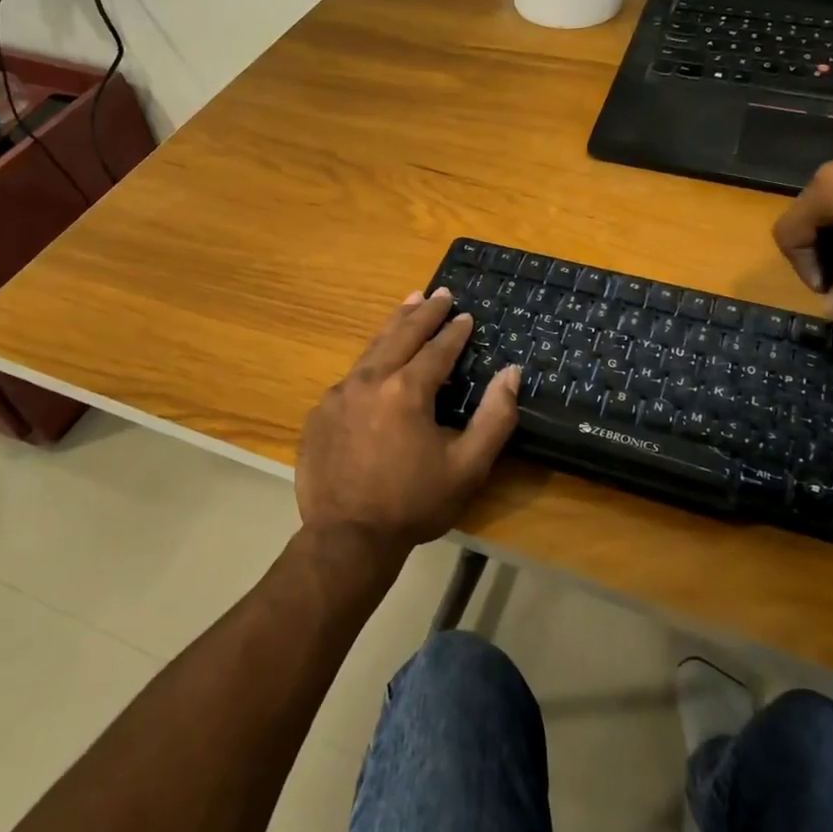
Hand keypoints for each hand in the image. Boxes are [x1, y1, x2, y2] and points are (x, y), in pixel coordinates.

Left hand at [295, 289, 521, 558]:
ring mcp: (339, 394)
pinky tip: (376, 363)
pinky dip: (369, 361)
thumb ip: (495, 417)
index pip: (437, 349)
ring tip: (408, 303)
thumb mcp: (468, 467)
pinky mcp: (320, 413)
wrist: (346, 539)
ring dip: (394, 325)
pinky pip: (350, 377)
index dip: (455, 331)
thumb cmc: (414, 503)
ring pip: (372, 348)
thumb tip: (511, 372)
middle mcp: (370, 380)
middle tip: (439, 293)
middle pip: (401, 335)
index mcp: (407, 390)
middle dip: (424, 312)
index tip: (467, 315)